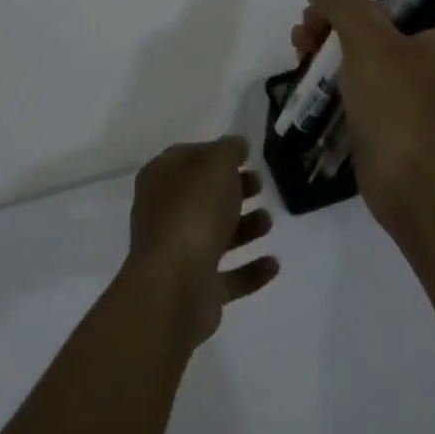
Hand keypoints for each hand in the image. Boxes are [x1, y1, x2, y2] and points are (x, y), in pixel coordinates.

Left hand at [125, 135, 278, 348]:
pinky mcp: (195, 289)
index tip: (246, 156)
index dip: (216, 153)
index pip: (189, 157)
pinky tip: (273, 263)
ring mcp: (178, 254)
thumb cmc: (194, 212)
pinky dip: (250, 269)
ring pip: (215, 234)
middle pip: (203, 196)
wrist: (175, 286)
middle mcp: (164, 214)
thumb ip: (228, 150)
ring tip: (268, 221)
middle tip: (259, 185)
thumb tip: (236, 144)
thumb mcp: (216, 164)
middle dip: (233, 190)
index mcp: (160, 179)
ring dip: (244, 227)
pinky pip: (228, 275)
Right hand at [292, 0, 434, 226]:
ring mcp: (413, 81)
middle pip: (376, 12)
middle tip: (308, 25)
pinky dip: (332, 66)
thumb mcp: (368, 39)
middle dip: (336, 14)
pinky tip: (305, 68)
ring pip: (362, 42)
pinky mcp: (391, 107)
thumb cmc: (398, 106)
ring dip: (327, 37)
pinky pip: (358, 73)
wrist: (411, 189)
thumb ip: (342, 0)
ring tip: (300, 46)